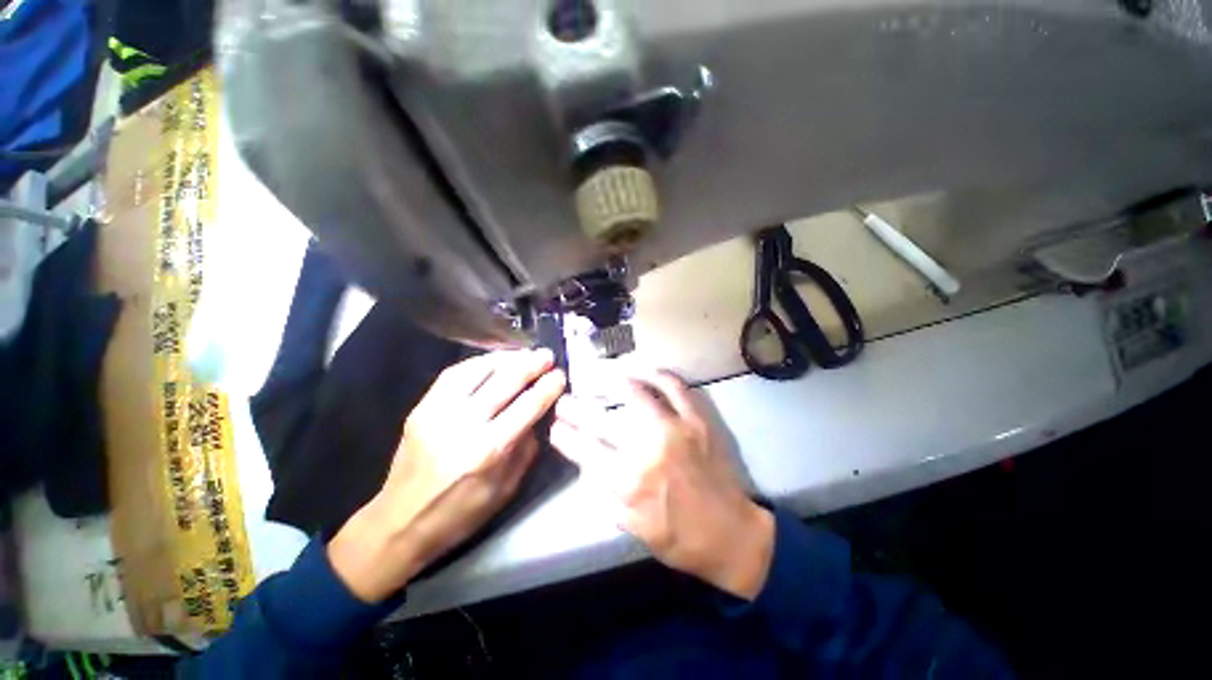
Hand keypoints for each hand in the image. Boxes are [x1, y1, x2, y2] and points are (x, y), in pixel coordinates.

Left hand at [328, 349, 565, 601]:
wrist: (399, 523)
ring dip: (506, 358)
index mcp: (488, 450)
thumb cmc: (460, 513)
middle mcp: (463, 424)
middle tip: (548, 355)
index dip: (548, 387)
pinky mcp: (421, 408)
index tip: (560, 375)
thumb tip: (538, 416)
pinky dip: (478, 362)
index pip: (528, 406)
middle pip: (505, 382)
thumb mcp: (506, 488)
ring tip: (525, 353)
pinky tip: (493, 361)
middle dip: (531, 364)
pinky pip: (453, 374)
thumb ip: (526, 448)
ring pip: (478, 370)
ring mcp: (437, 412)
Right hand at [550, 370, 773, 600]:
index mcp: (628, 481)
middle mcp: (647, 448)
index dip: (564, 435)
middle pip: (600, 419)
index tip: (555, 427)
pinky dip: (657, 374)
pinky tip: (644, 370)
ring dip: (611, 382)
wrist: (732, 533)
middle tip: (565, 401)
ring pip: (635, 393)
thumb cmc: (680, 538)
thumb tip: (585, 464)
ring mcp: (674, 428)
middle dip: (575, 408)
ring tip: (599, 378)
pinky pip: (674, 387)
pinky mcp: (696, 419)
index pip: (583, 449)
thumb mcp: (632, 528)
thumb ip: (603, 494)